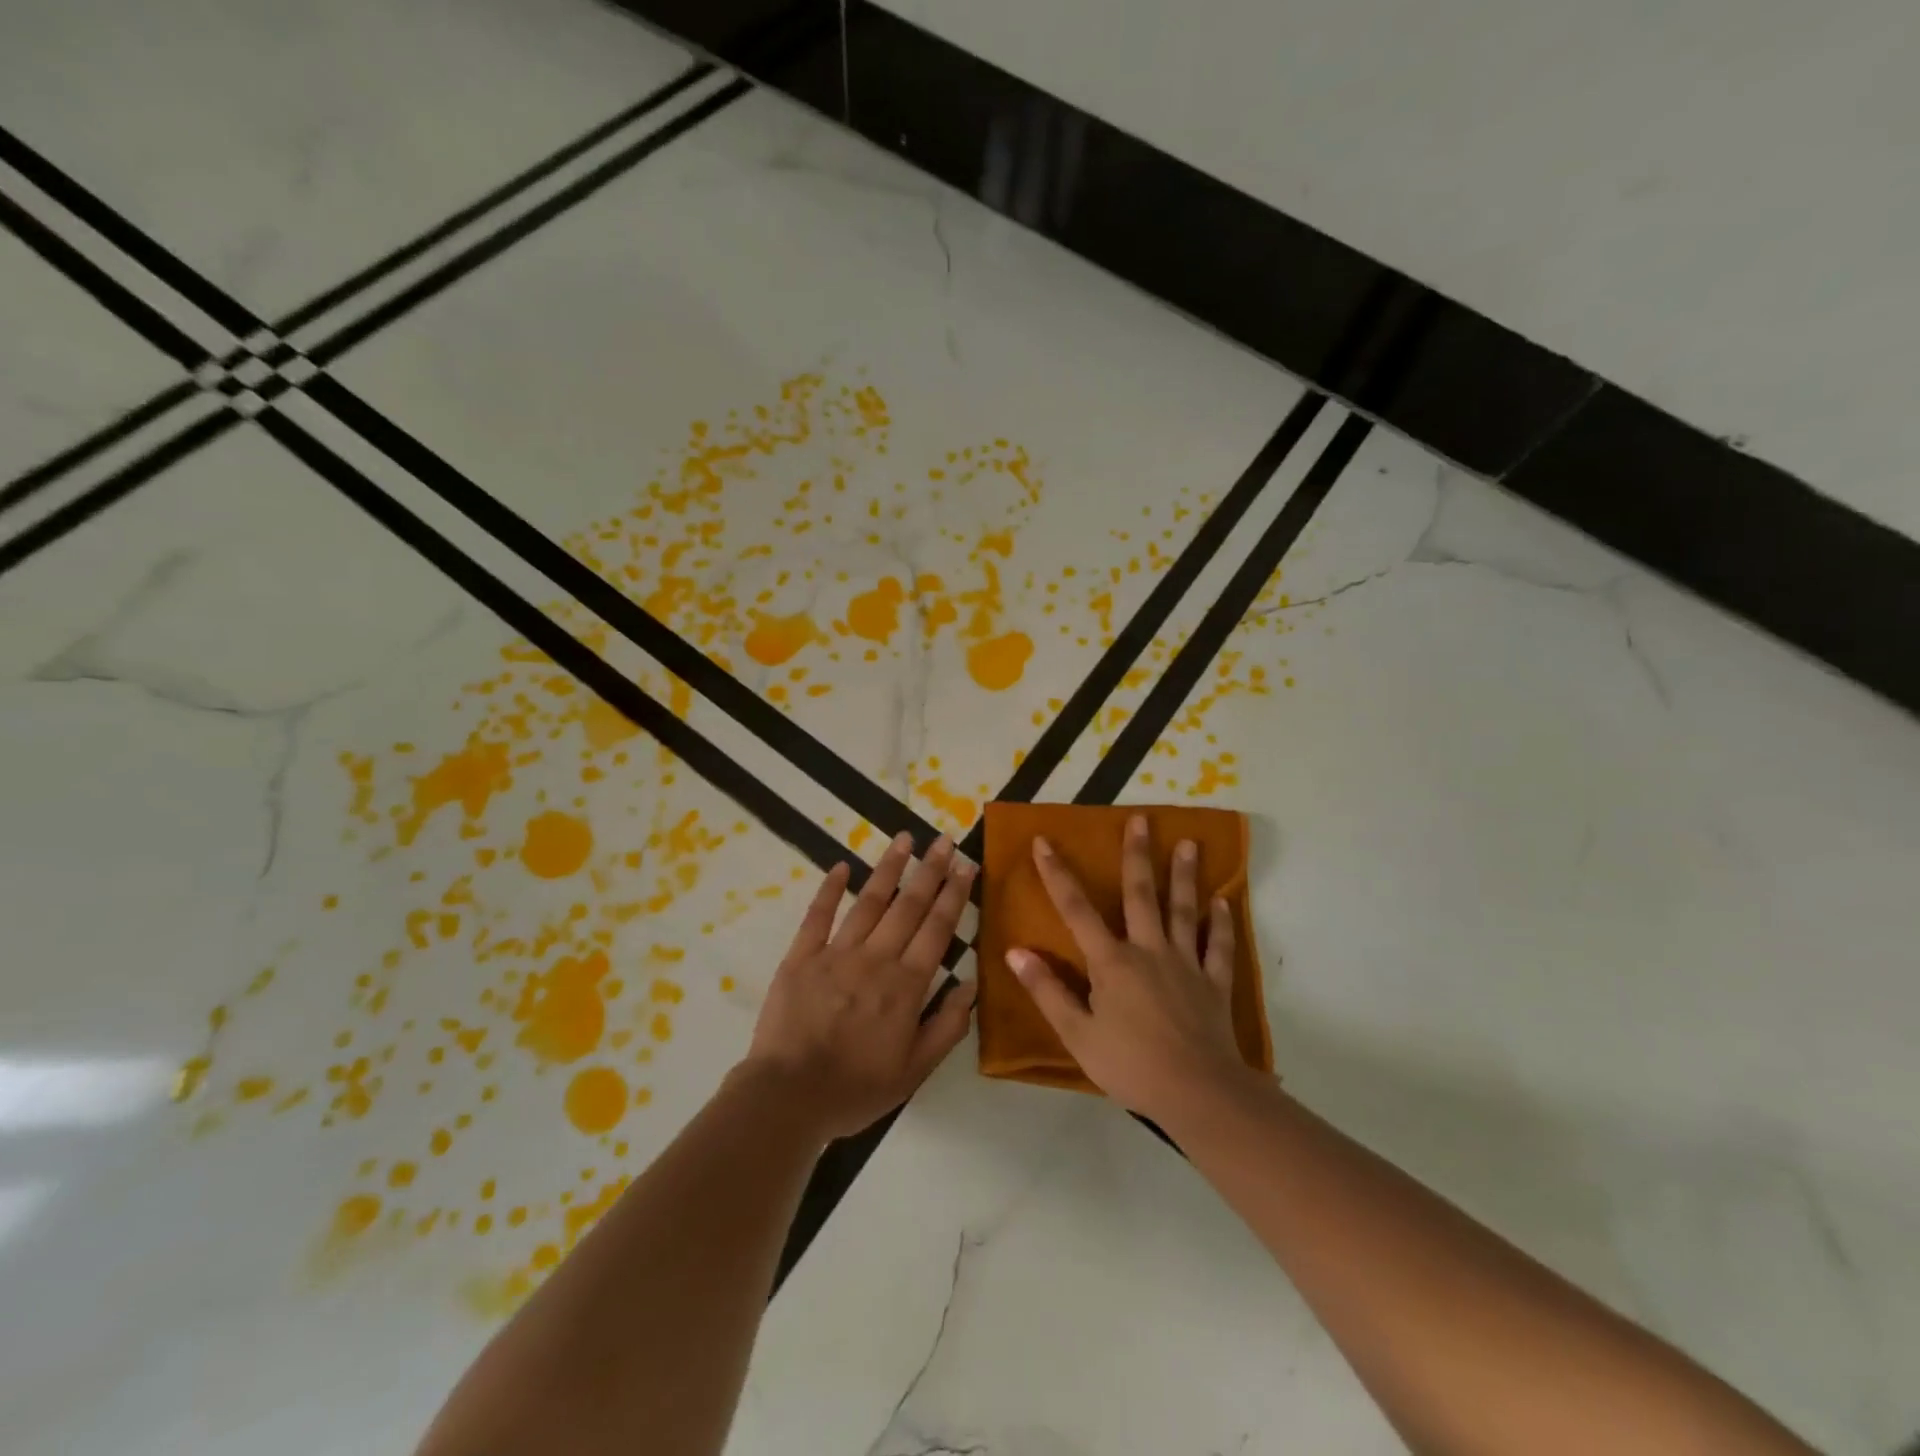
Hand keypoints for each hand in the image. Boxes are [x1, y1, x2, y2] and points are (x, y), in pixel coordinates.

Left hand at [738, 832, 976, 1140]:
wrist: (788, 1096)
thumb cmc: (856, 1087)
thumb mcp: (915, 1070)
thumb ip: (947, 1026)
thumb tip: (970, 983)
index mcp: (906, 984)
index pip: (937, 928)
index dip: (954, 894)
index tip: (966, 864)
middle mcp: (876, 958)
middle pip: (908, 905)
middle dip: (929, 870)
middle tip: (944, 840)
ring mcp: (836, 953)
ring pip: (869, 902)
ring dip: (889, 868)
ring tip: (904, 838)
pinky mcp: (801, 957)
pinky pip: (818, 916)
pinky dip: (830, 889)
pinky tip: (842, 866)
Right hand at [1007, 813, 1252, 1121]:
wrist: (1197, 1092)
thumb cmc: (1130, 1065)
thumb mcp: (1077, 1034)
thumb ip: (1047, 991)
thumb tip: (1015, 951)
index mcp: (1111, 962)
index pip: (1076, 909)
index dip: (1057, 874)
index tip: (1044, 841)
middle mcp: (1149, 950)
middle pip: (1141, 895)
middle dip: (1138, 855)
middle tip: (1142, 819)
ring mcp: (1186, 963)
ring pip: (1184, 911)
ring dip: (1185, 876)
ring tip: (1190, 844)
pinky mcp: (1214, 983)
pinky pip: (1219, 947)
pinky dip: (1222, 924)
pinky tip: (1225, 903)